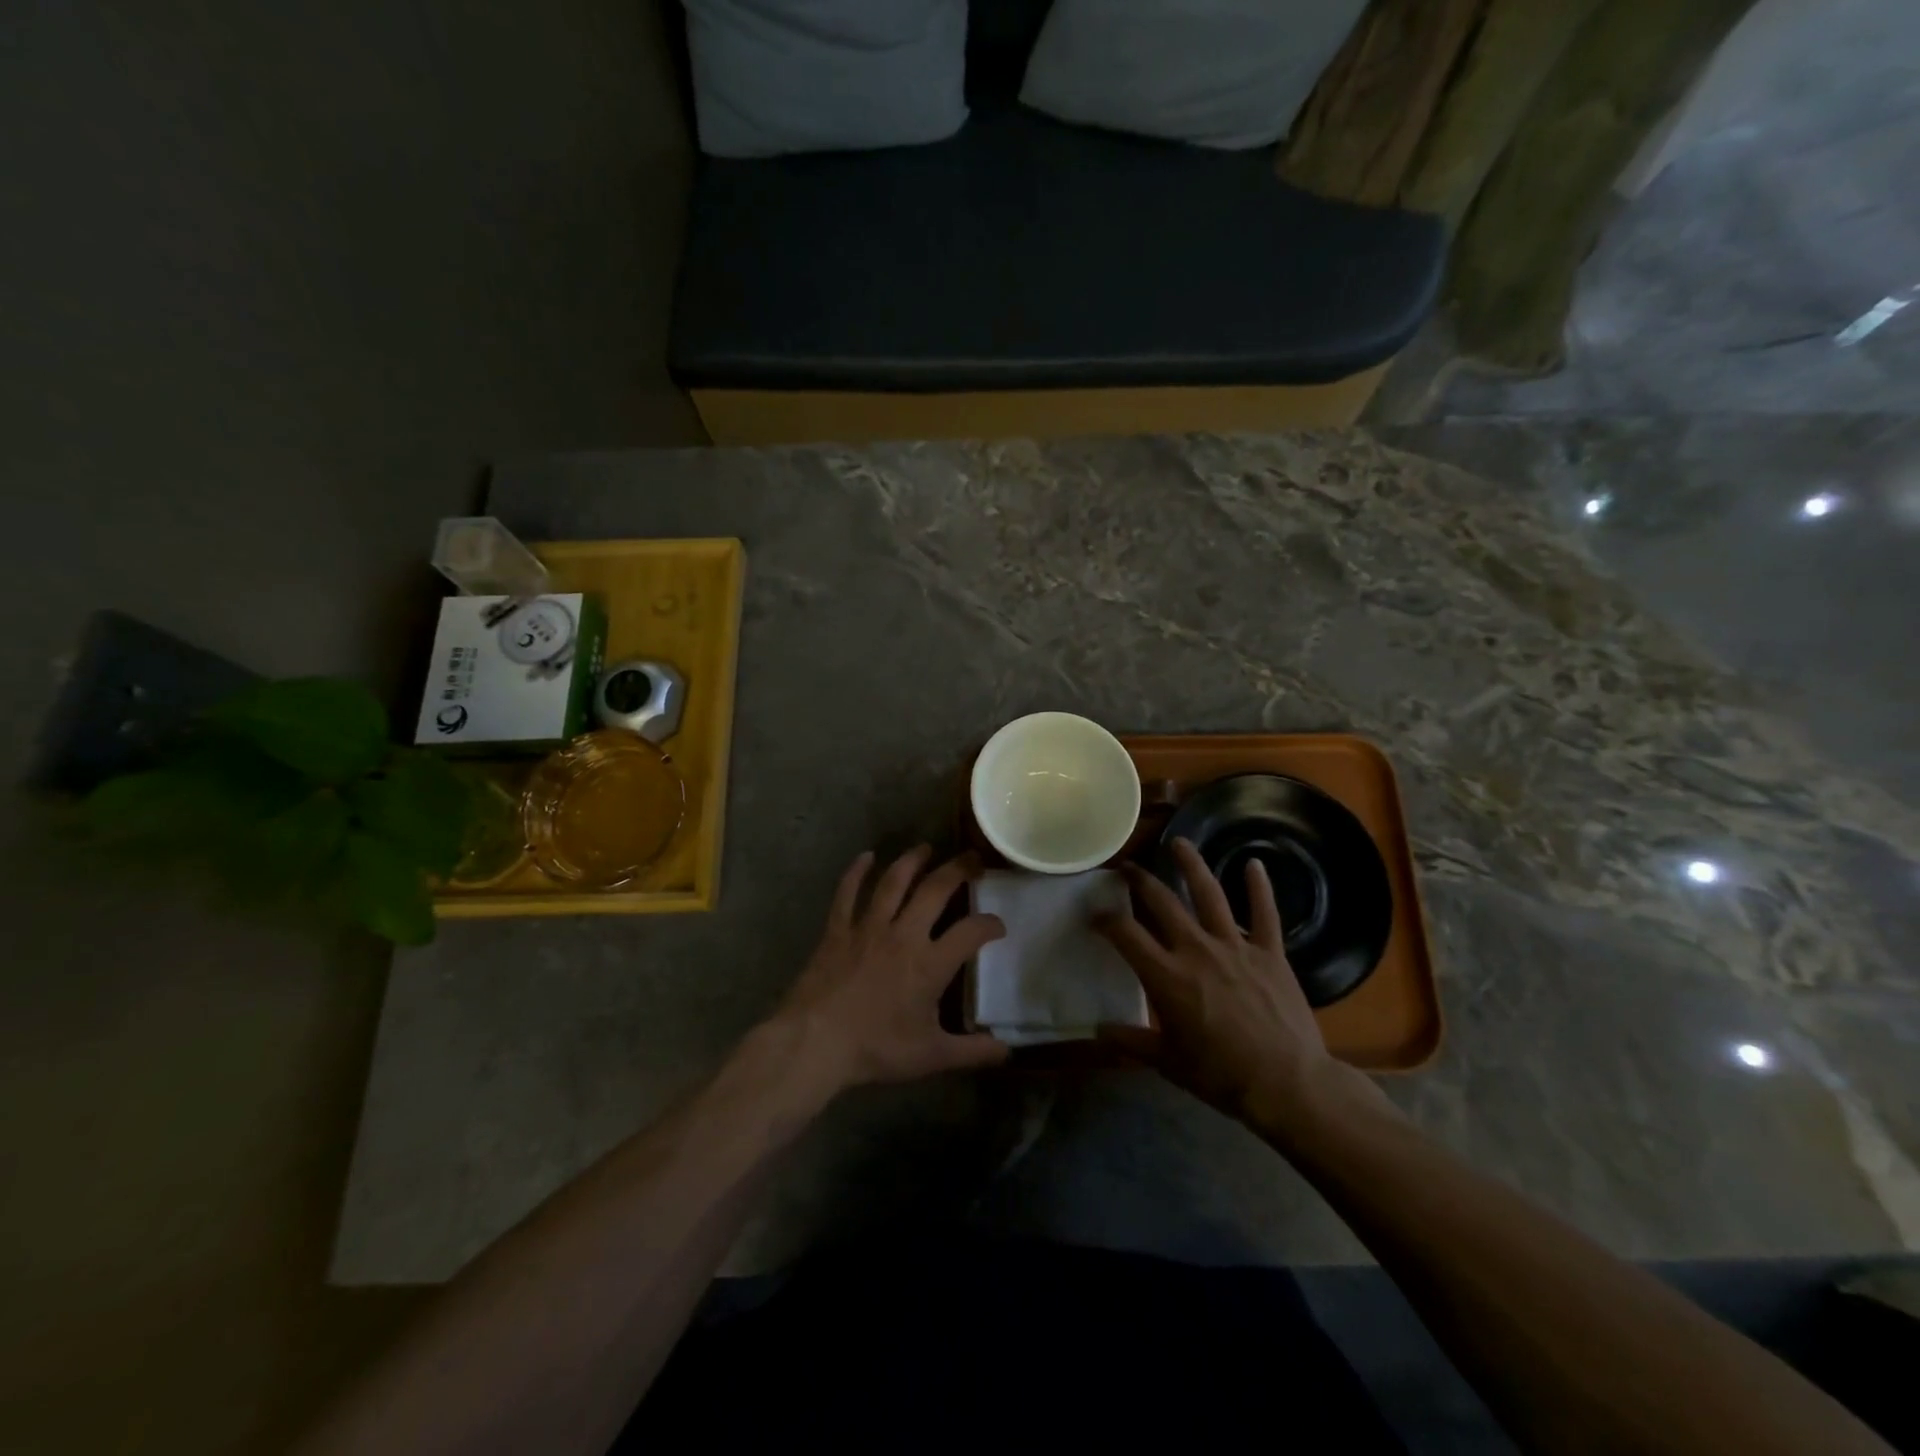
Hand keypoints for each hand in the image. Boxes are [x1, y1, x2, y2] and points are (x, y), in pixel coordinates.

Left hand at [770, 847, 1009, 1102]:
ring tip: (926, 848)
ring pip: (893, 882)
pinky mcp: (838, 930)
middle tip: (972, 859)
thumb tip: (1007, 1052)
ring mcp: (868, 927)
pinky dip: (856, 872)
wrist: (815, 1043)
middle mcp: (903, 934)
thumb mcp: (931, 1057)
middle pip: (936, 890)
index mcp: (930, 964)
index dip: (990, 925)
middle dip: (958, 870)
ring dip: (912, 861)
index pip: (971, 932)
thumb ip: (972, 1052)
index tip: (998, 926)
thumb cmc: (876, 1049)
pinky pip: (847, 893)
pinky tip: (865, 857)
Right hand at [1094, 839, 1387, 1136]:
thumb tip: (1097, 1030)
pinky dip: (1259, 887)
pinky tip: (1254, 864)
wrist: (1287, 1084)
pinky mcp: (1270, 952)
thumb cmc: (1221, 1076)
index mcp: (1166, 975)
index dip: (1105, 919)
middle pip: (1162, 902)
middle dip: (1140, 881)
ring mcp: (1236, 946)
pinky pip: (1265, 913)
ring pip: (1209, 894)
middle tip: (1128, 868)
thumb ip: (1130, 1041)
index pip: (1126, 934)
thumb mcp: (1167, 1062)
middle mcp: (1196, 949)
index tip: (1095, 913)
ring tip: (1179, 842)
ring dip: (1192, 864)